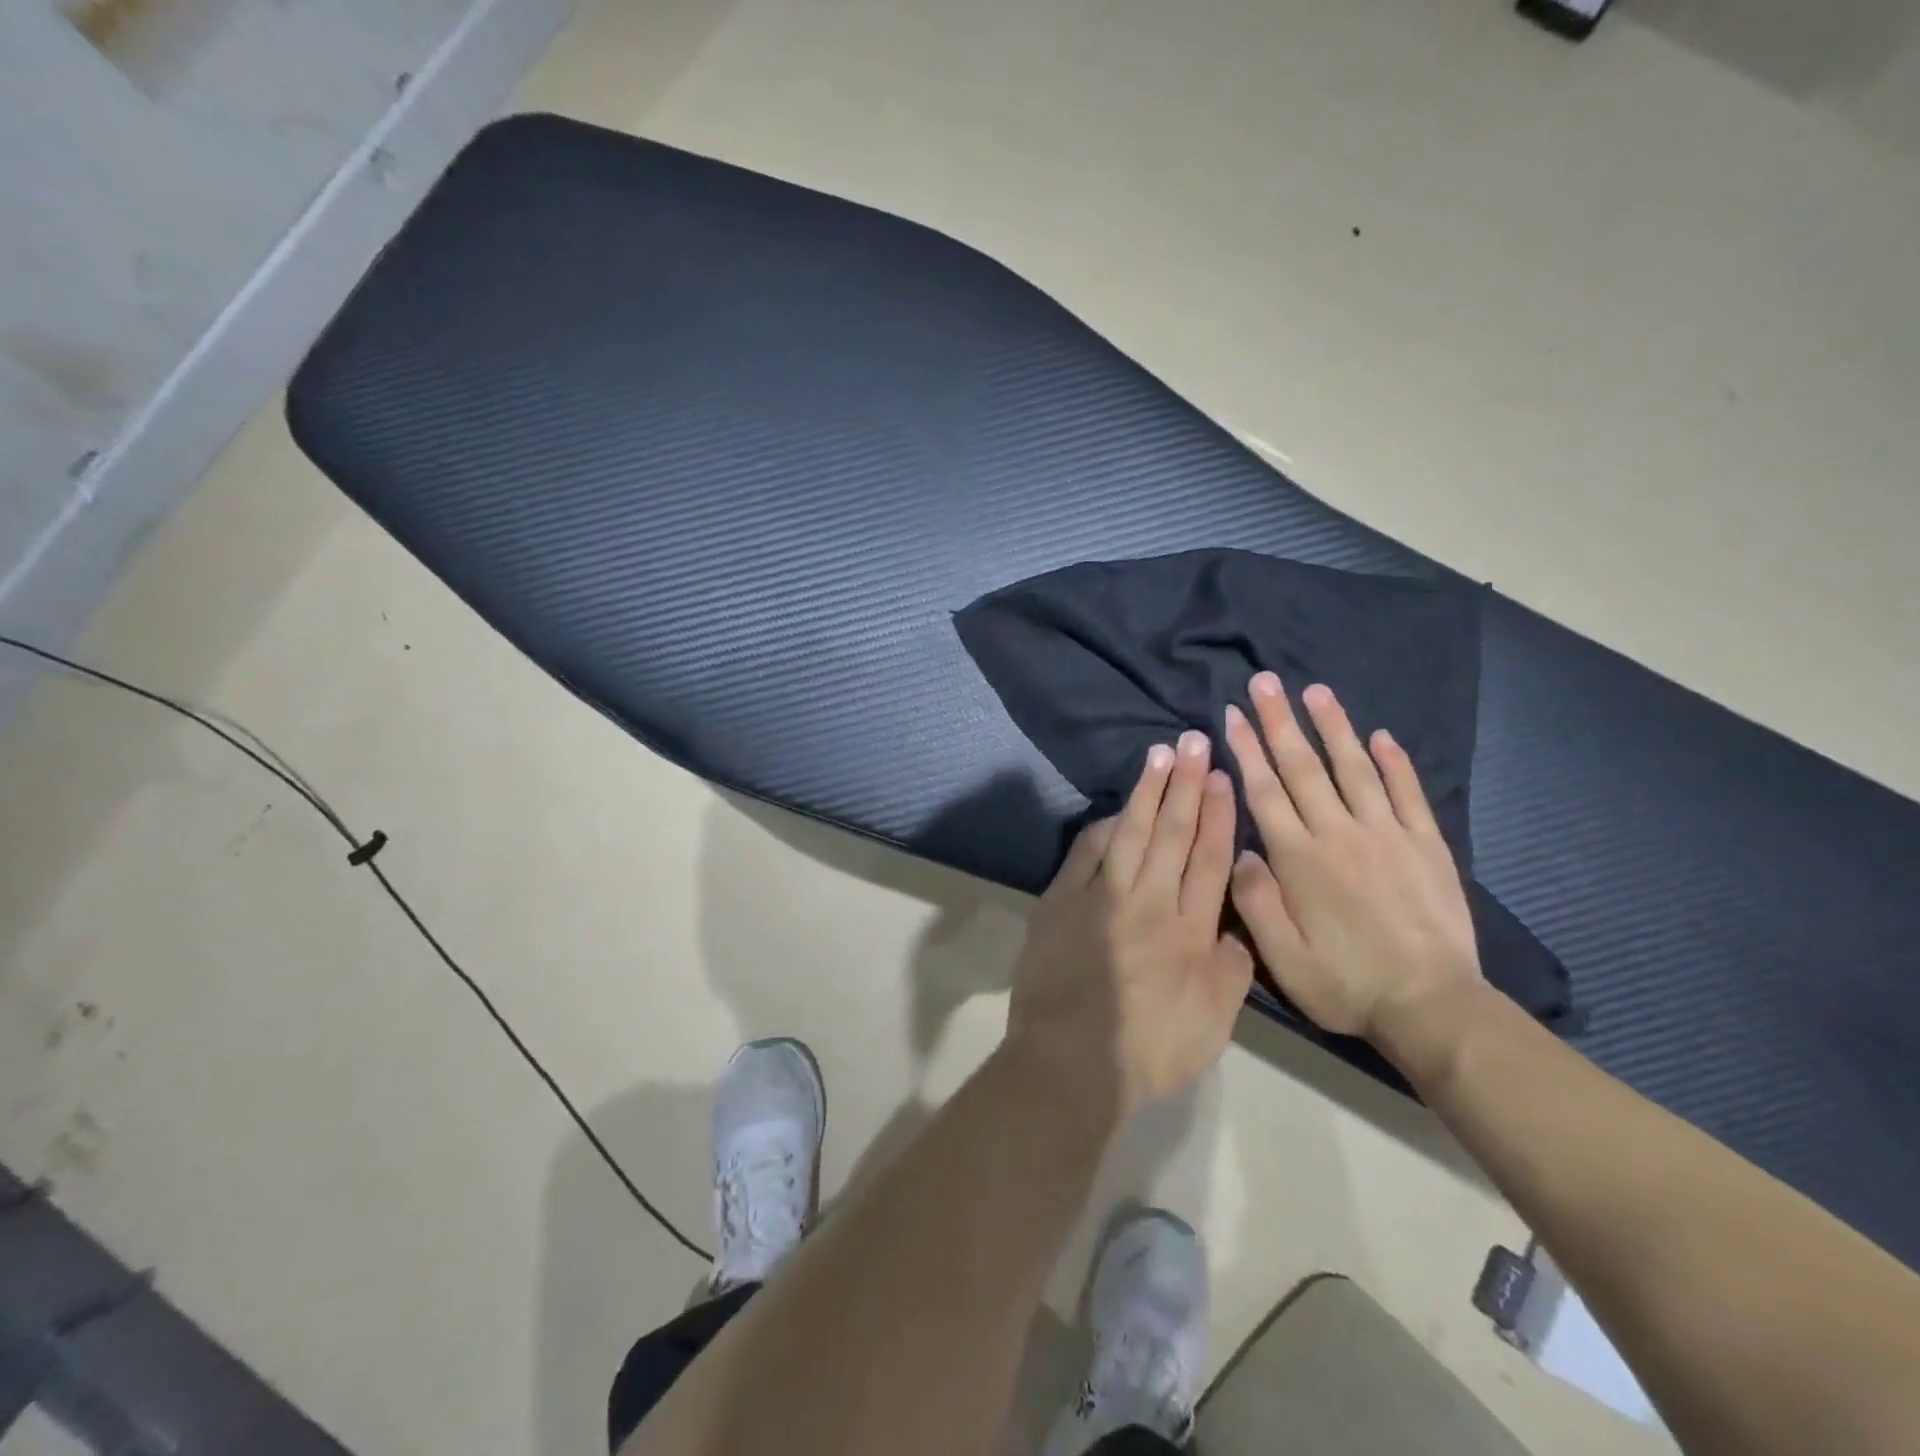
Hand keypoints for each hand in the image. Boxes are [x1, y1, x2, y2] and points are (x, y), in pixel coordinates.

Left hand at [1007, 731, 1254, 1116]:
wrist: (1071, 1061)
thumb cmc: (1148, 1051)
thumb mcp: (1214, 1023)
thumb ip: (1231, 971)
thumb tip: (1236, 929)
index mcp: (1191, 931)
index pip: (1209, 860)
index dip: (1217, 816)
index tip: (1223, 779)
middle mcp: (1150, 903)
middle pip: (1172, 834)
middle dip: (1186, 785)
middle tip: (1195, 742)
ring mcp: (1102, 898)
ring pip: (1131, 833)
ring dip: (1148, 792)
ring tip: (1160, 755)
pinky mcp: (1062, 902)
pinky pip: (1087, 854)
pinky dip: (1103, 828)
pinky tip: (1115, 809)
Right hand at [1223, 673, 1483, 1041]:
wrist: (1432, 1006)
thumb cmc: (1346, 983)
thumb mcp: (1281, 957)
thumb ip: (1254, 899)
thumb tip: (1243, 849)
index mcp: (1300, 859)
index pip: (1265, 791)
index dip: (1246, 750)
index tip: (1231, 716)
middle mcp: (1340, 834)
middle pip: (1304, 768)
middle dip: (1280, 721)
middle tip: (1264, 682)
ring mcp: (1388, 835)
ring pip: (1354, 768)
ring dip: (1333, 726)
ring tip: (1315, 690)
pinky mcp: (1426, 845)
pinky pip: (1408, 793)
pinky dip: (1394, 762)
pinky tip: (1381, 735)